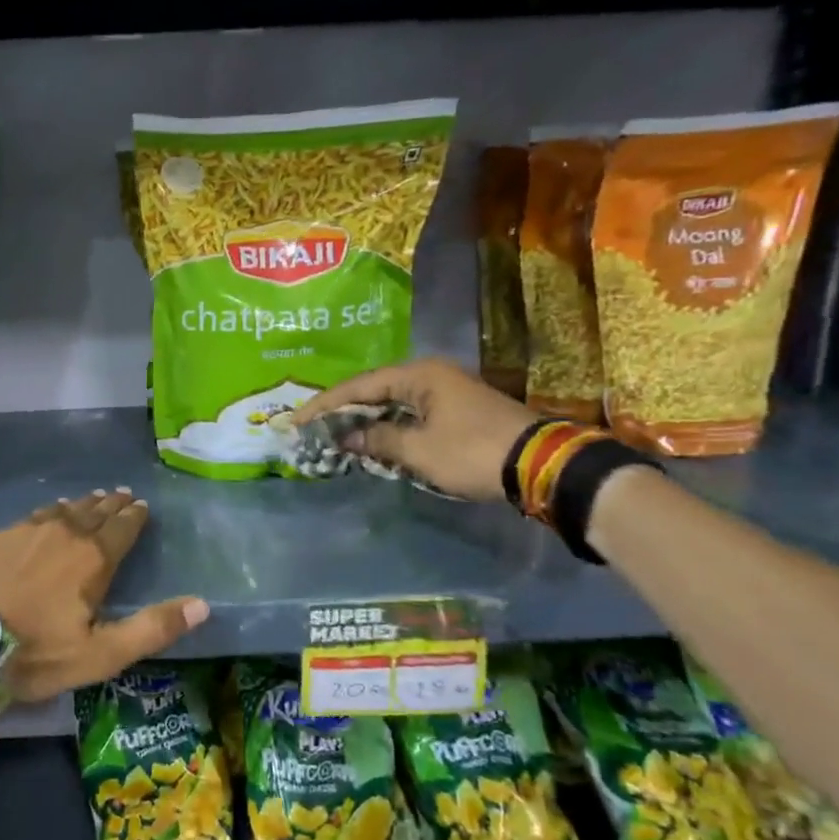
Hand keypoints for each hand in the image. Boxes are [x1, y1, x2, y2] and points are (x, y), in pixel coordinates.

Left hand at [0, 489, 208, 702]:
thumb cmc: (36, 654)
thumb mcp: (101, 654)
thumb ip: (152, 628)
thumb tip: (203, 604)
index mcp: (92, 559)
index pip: (122, 528)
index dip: (135, 516)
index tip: (142, 505)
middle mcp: (63, 534)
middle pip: (94, 512)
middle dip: (111, 504)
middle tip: (122, 494)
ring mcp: (25, 532)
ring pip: (62, 511)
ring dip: (81, 505)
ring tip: (91, 499)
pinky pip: (32, 517)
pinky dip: (48, 513)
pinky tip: (46, 515)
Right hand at [291, 359, 538, 502]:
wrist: (541, 464)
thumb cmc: (472, 451)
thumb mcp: (418, 450)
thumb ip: (378, 440)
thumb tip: (347, 438)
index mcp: (418, 375)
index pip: (359, 386)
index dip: (325, 404)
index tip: (297, 420)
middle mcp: (431, 375)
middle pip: (374, 389)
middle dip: (343, 410)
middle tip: (313, 426)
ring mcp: (447, 391)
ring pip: (393, 402)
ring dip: (366, 419)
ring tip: (336, 434)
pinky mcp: (458, 411)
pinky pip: (410, 413)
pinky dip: (389, 426)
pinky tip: (373, 440)